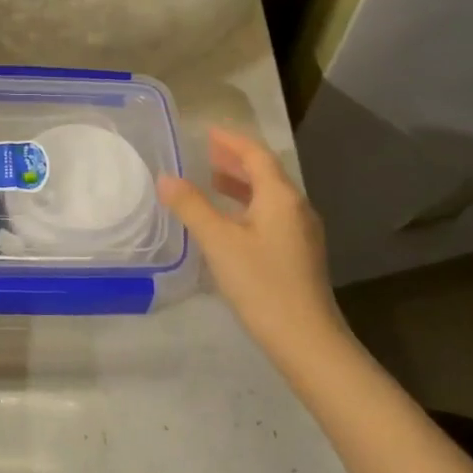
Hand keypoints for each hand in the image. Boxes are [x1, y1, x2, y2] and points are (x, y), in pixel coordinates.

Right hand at [157, 127, 348, 363]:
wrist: (307, 340)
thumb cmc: (262, 284)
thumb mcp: (219, 242)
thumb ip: (192, 207)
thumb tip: (165, 178)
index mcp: (280, 197)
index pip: (256, 155)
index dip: (231, 141)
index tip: (207, 132)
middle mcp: (296, 208)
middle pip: (265, 172)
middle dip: (235, 160)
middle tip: (205, 152)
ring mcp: (301, 233)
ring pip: (269, 196)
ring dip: (241, 184)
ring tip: (212, 181)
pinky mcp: (299, 254)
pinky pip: (271, 215)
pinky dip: (248, 206)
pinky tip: (230, 222)